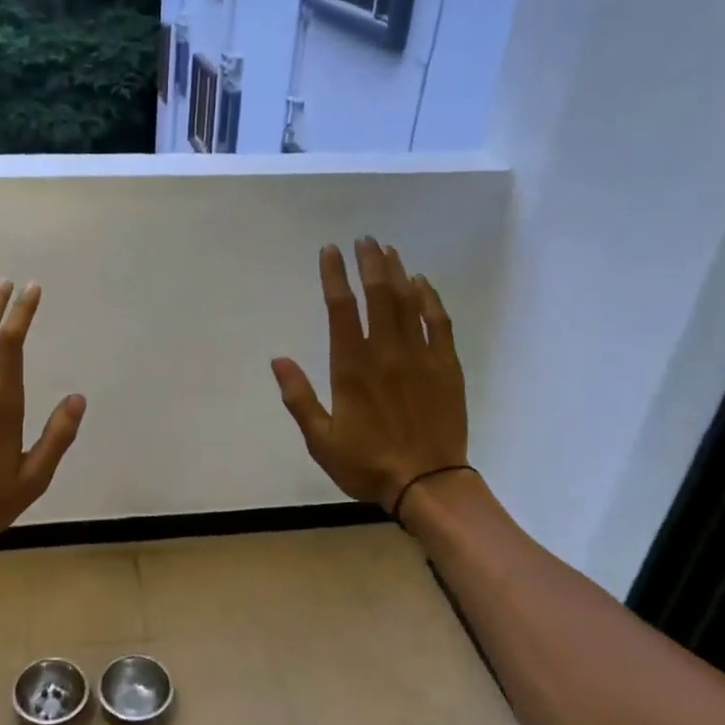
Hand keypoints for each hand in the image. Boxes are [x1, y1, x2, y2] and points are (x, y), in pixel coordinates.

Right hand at [271, 238, 468, 515]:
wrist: (428, 484)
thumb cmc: (367, 464)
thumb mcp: (320, 440)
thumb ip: (299, 397)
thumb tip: (278, 360)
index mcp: (352, 368)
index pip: (341, 309)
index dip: (334, 276)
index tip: (330, 252)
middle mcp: (386, 353)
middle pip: (379, 295)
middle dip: (369, 262)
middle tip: (363, 240)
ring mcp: (420, 357)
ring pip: (408, 302)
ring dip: (397, 273)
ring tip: (388, 251)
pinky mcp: (446, 367)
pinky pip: (438, 323)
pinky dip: (430, 299)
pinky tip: (423, 284)